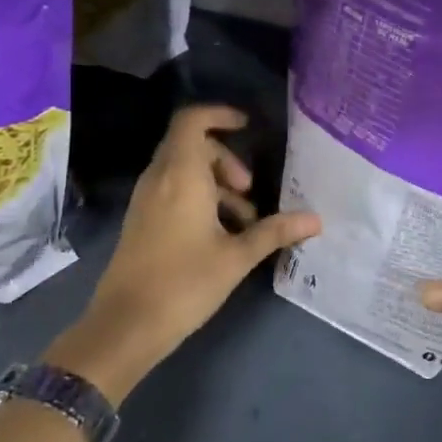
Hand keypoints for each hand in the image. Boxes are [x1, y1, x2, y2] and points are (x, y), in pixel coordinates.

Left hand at [50, 105, 320, 403]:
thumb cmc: (184, 283)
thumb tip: (316, 219)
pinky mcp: (141, 221)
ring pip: (183, 171)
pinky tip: (221, 236)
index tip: (247, 126)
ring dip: (216, 184)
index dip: (219, 115)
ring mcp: (146, 200)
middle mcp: (159, 179)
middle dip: (226, 160)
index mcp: (180, 176)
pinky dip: (199, 199)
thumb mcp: (237, 257)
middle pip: (191, 146)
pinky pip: (173, 191)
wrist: (125, 326)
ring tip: (245, 222)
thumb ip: (275, 232)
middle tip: (250, 190)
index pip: (192, 121)